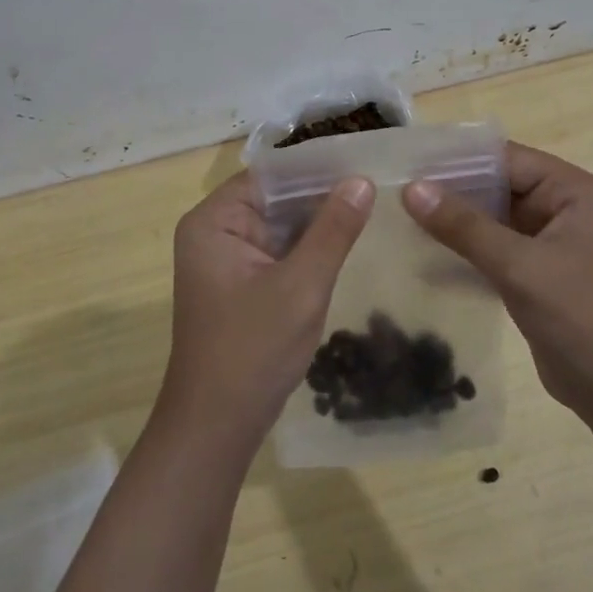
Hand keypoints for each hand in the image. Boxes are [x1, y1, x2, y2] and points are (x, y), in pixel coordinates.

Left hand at [162, 171, 374, 451]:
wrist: (217, 427)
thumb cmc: (253, 351)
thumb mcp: (301, 286)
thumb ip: (333, 230)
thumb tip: (361, 180)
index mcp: (214, 221)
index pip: (270, 175)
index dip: (315, 169)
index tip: (363, 163)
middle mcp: (214, 232)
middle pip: (275, 199)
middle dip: (321, 196)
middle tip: (378, 185)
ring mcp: (225, 260)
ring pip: (280, 226)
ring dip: (317, 224)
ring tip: (371, 207)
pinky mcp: (239, 284)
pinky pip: (277, 252)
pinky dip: (307, 250)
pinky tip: (346, 244)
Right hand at [404, 142, 592, 419]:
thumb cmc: (579, 316)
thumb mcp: (519, 266)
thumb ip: (464, 226)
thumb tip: (411, 189)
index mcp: (572, 192)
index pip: (507, 159)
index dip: (458, 160)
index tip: (410, 162)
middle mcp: (562, 208)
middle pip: (498, 187)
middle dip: (452, 191)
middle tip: (397, 191)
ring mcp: (549, 242)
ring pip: (492, 219)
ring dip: (454, 221)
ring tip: (402, 216)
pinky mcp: (536, 273)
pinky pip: (494, 249)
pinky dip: (465, 250)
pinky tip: (423, 253)